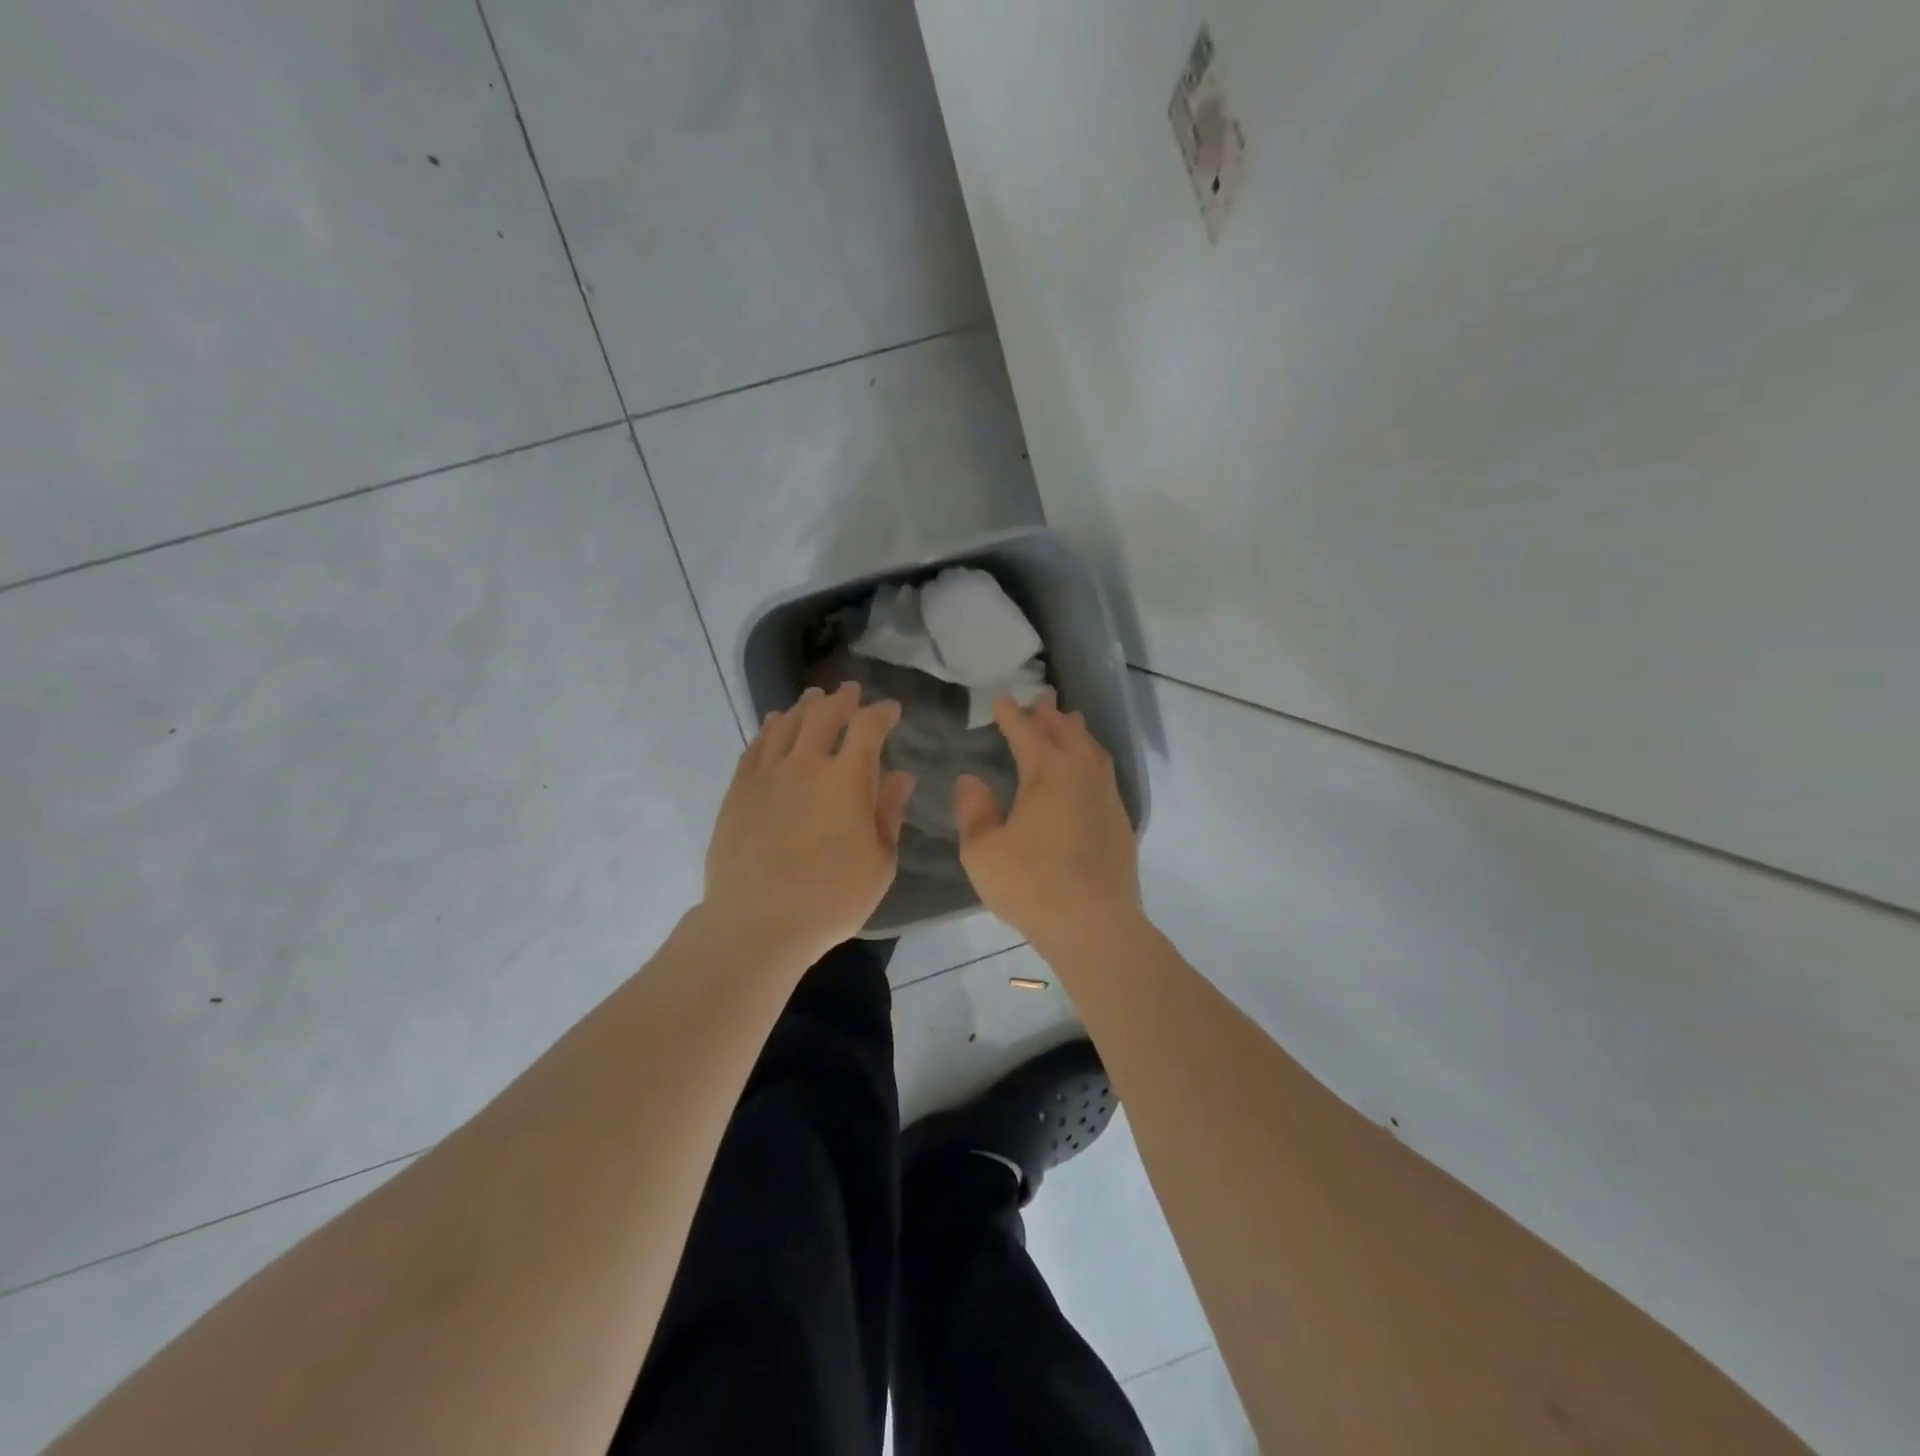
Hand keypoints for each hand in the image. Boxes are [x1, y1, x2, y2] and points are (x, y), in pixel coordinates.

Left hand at [704, 682, 914, 960]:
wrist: (757, 923)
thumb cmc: (831, 900)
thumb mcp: (879, 863)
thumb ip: (889, 814)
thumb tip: (900, 776)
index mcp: (847, 779)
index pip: (867, 728)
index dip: (881, 713)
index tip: (890, 710)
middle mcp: (806, 765)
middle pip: (823, 715)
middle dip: (842, 699)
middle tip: (850, 691)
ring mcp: (767, 775)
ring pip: (786, 724)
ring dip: (804, 707)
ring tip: (813, 699)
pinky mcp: (738, 790)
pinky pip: (755, 746)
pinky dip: (769, 729)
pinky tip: (773, 725)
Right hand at [953, 689, 1141, 952]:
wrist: (1094, 925)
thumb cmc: (1031, 884)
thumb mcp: (983, 851)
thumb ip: (974, 810)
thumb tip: (971, 779)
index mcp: (1048, 772)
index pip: (1027, 732)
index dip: (1012, 715)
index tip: (1001, 700)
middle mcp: (1082, 774)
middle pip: (1067, 732)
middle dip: (1051, 714)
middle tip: (1042, 698)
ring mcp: (1106, 797)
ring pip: (1093, 751)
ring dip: (1077, 733)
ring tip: (1069, 724)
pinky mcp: (1120, 822)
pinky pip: (1105, 774)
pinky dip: (1092, 760)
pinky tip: (1087, 773)